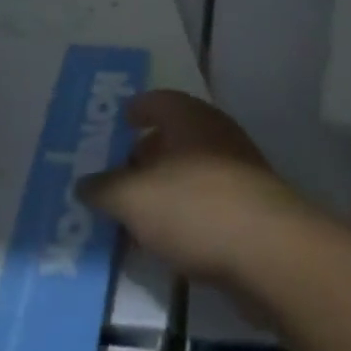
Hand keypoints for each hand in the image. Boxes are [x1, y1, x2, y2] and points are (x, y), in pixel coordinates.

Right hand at [76, 90, 309, 286]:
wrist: (267, 250)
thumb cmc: (194, 206)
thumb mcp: (134, 199)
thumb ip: (105, 189)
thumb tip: (83, 184)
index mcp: (188, 116)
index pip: (156, 100)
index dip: (136, 110)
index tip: (119, 123)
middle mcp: (214, 132)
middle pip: (173, 136)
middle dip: (145, 155)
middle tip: (118, 177)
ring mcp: (236, 168)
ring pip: (189, 170)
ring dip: (163, 189)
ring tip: (135, 215)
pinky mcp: (249, 206)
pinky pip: (205, 201)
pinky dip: (184, 213)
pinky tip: (167, 241)